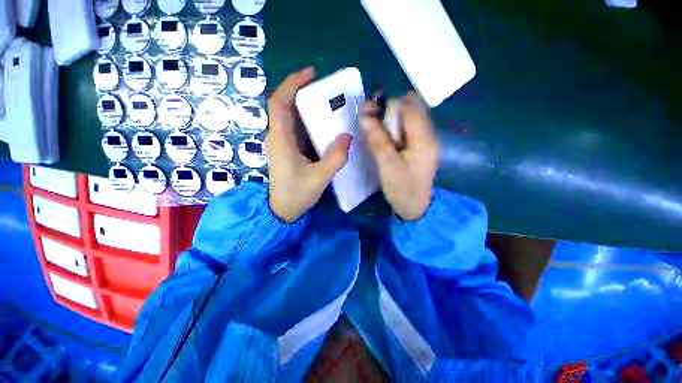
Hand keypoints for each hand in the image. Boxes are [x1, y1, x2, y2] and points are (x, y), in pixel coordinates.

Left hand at [266, 67, 352, 221]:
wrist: (281, 211)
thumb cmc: (296, 195)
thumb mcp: (320, 177)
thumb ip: (335, 157)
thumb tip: (347, 135)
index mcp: (281, 140)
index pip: (279, 102)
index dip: (292, 84)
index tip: (310, 74)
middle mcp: (278, 137)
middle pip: (284, 106)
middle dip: (301, 91)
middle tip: (324, 89)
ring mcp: (282, 144)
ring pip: (290, 118)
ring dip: (305, 107)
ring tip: (327, 104)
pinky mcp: (287, 151)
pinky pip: (296, 130)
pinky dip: (308, 123)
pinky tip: (323, 126)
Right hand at [360, 93, 438, 220]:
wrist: (416, 207)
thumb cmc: (402, 189)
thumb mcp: (387, 166)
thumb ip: (377, 140)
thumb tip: (364, 116)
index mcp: (423, 138)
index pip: (407, 107)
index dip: (387, 104)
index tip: (368, 112)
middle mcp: (428, 134)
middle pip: (411, 108)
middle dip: (389, 108)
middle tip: (371, 119)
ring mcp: (425, 140)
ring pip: (409, 117)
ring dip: (391, 117)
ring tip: (375, 127)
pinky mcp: (420, 147)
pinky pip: (408, 128)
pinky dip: (395, 126)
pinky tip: (384, 135)